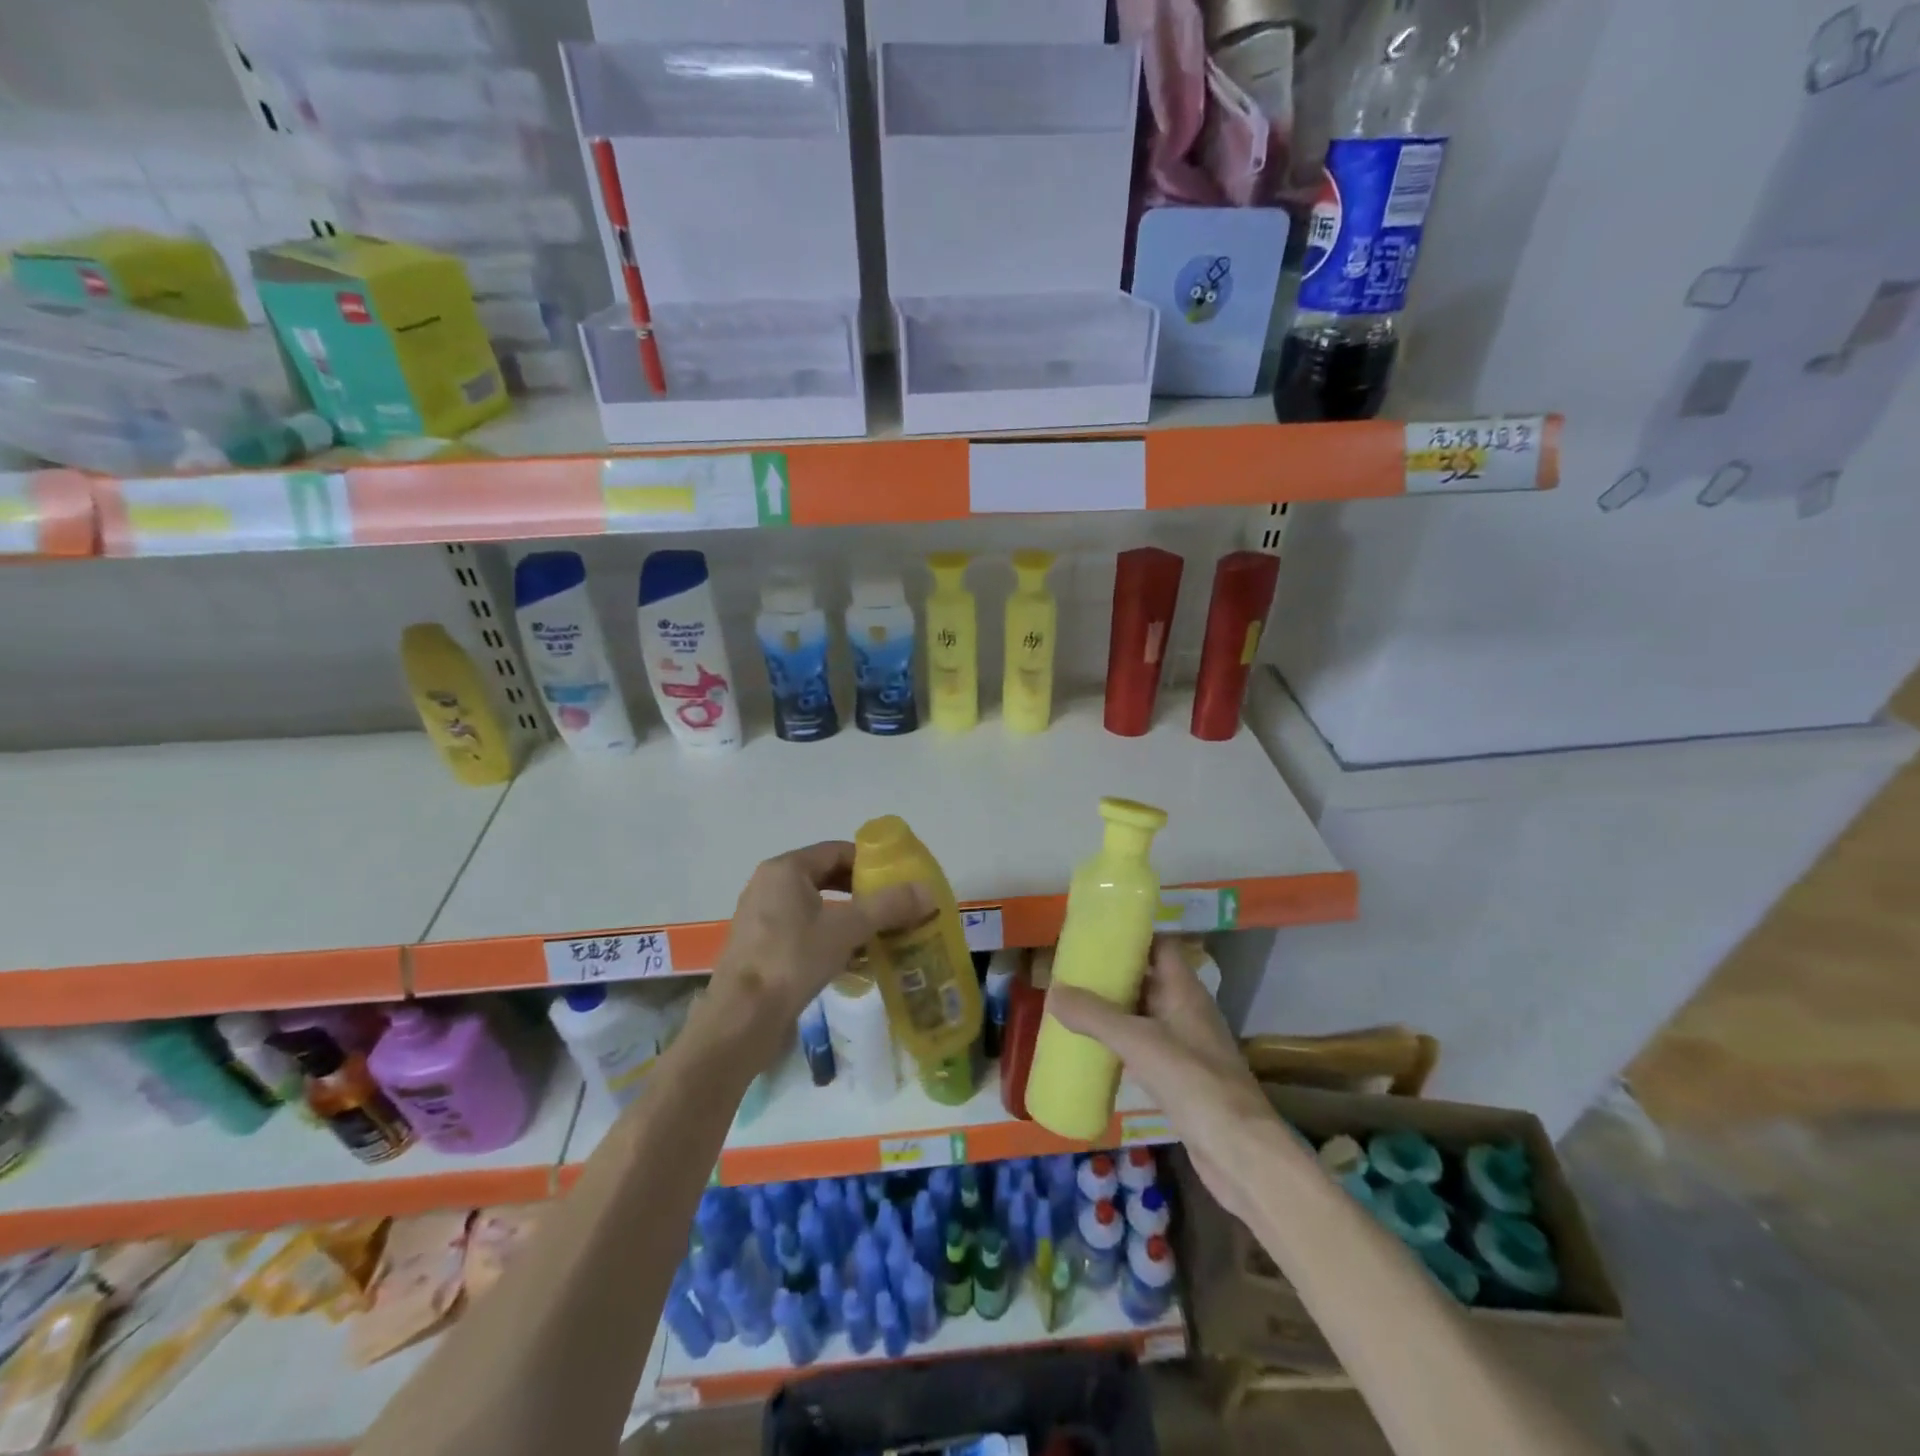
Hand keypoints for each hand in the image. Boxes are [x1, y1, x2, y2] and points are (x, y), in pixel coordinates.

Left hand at [708, 841, 927, 1067]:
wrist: (741, 1020)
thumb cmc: (792, 961)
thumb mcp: (846, 929)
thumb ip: (888, 906)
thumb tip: (927, 891)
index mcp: (786, 869)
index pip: (837, 851)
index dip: (871, 863)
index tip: (899, 881)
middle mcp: (769, 884)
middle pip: (826, 877)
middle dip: (862, 892)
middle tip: (894, 907)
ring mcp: (761, 916)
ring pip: (815, 906)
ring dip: (848, 917)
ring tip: (879, 934)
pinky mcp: (760, 946)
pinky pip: (802, 930)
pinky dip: (828, 937)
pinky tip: (852, 960)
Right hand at [1047, 938, 1285, 1224]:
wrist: (1240, 1152)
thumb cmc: (1194, 1082)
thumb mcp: (1138, 1042)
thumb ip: (1094, 1016)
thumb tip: (1052, 991)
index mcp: (1185, 991)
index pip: (1160, 946)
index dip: (1132, 936)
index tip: (1096, 933)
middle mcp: (1188, 1012)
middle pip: (1149, 979)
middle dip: (1114, 974)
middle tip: (1074, 971)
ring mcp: (1187, 1047)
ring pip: (1145, 1015)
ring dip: (1115, 1010)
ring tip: (1075, 1005)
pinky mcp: (1181, 1079)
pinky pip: (1145, 1048)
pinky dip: (1121, 1044)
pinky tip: (1095, 1051)